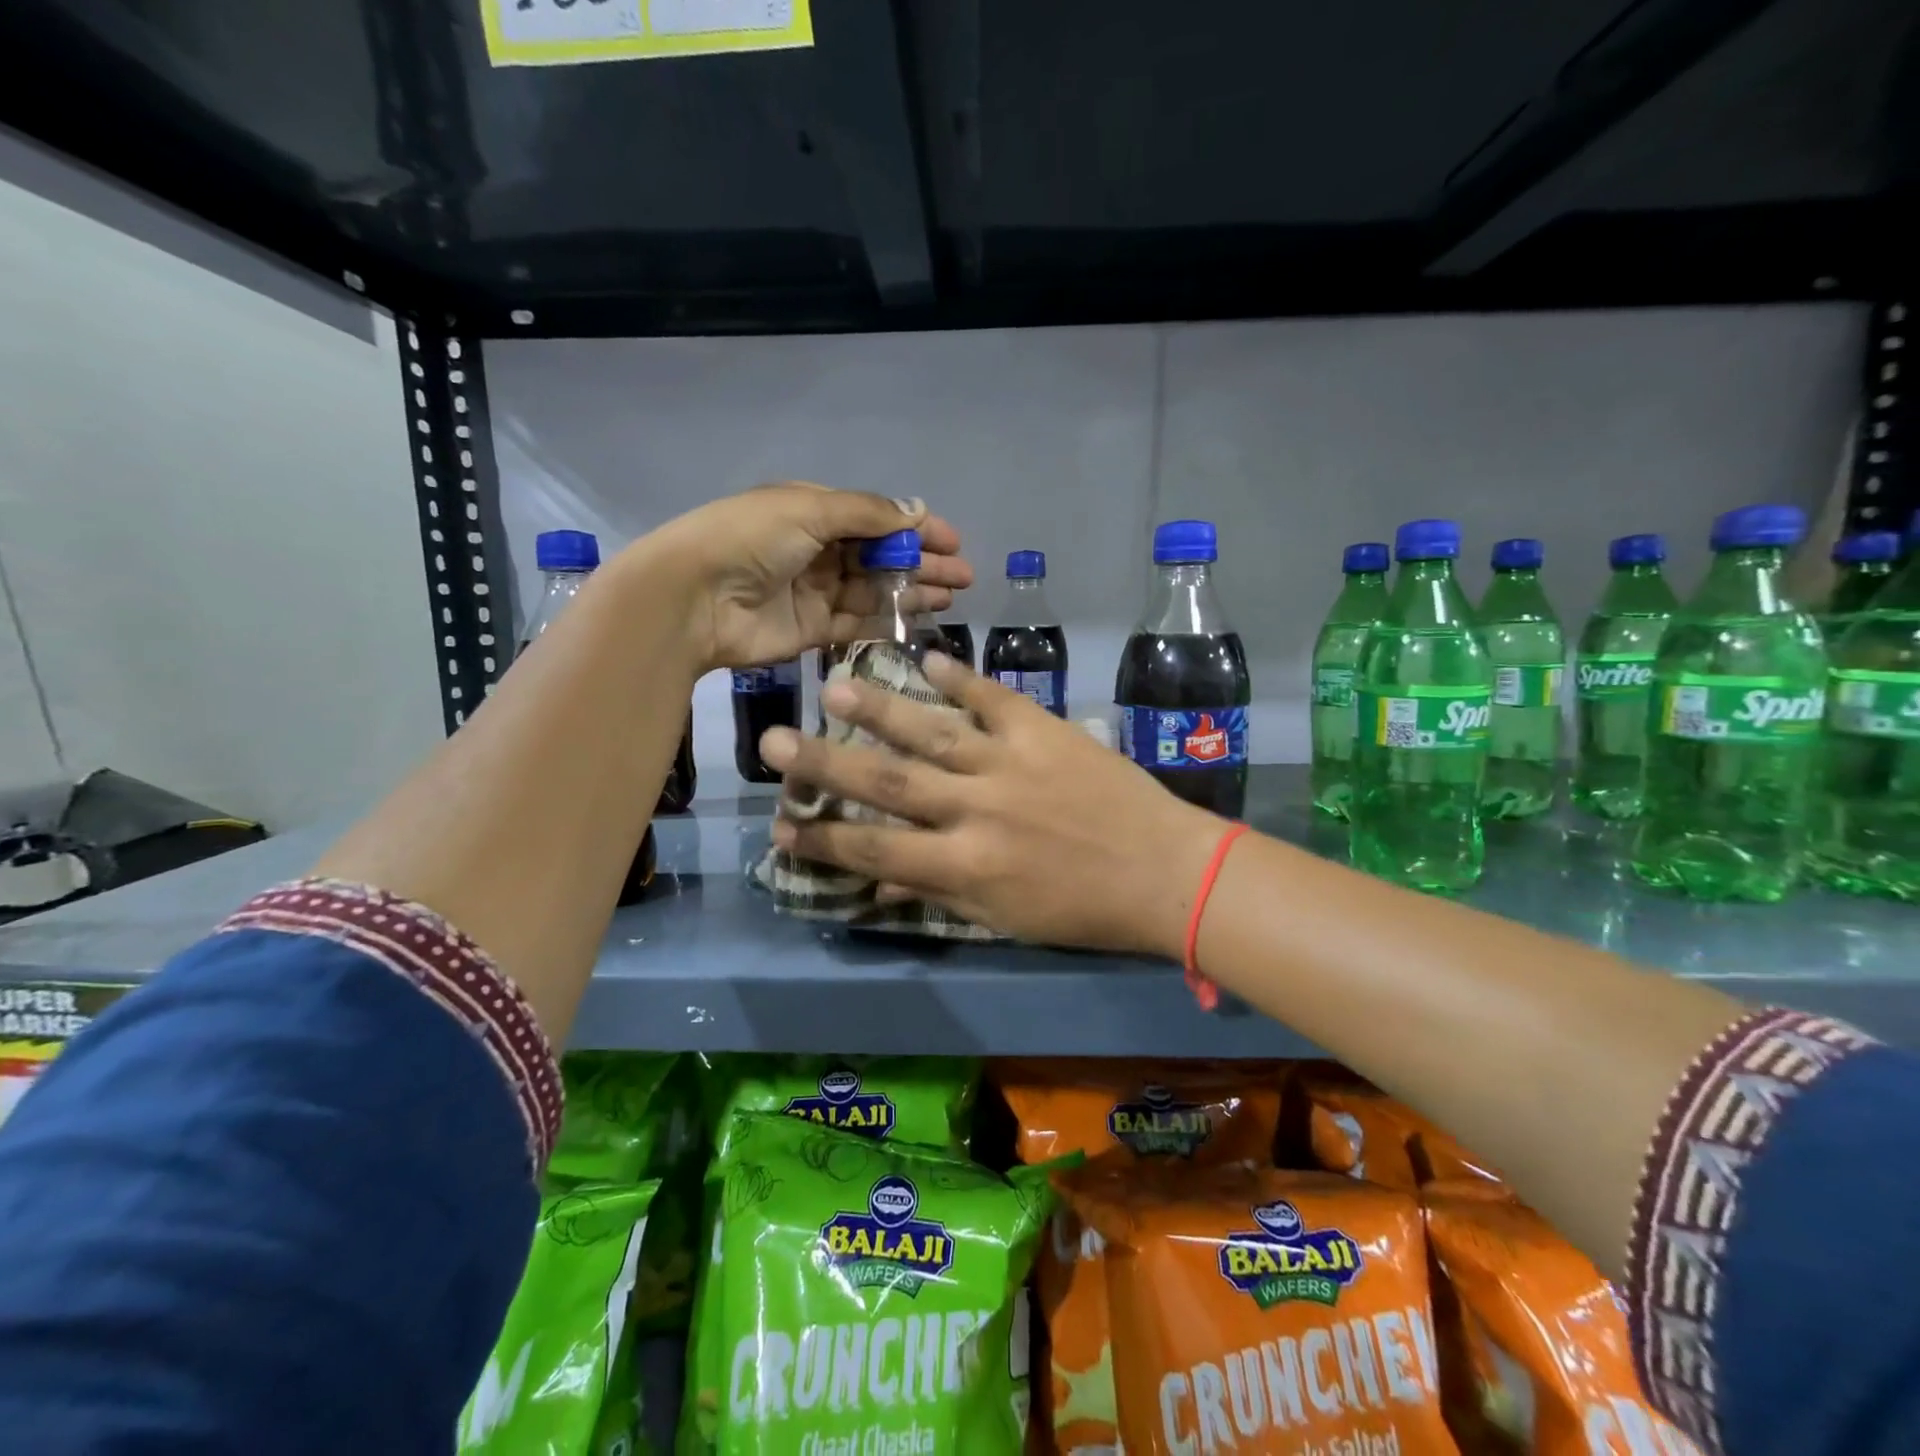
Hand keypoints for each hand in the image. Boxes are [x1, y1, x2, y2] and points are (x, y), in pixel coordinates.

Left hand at [638, 483, 970, 671]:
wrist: (695, 598)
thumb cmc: (750, 540)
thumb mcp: (809, 509)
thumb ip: (867, 514)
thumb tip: (917, 512)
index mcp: (813, 512)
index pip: (875, 519)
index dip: (915, 530)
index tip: (952, 542)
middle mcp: (817, 550)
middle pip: (880, 557)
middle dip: (922, 564)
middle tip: (963, 576)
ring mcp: (815, 593)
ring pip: (874, 591)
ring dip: (912, 592)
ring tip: (950, 596)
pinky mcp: (812, 630)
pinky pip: (857, 623)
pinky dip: (888, 620)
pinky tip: (919, 619)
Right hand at [759, 654, 1223, 956]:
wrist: (1166, 873)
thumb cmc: (1083, 910)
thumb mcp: (1004, 919)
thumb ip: (939, 895)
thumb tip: (879, 881)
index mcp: (965, 866)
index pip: (875, 850)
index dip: (823, 840)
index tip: (781, 827)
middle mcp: (975, 810)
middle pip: (887, 783)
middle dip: (825, 764)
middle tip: (773, 741)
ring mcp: (1010, 764)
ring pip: (931, 731)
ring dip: (880, 708)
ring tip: (836, 684)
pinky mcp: (1045, 731)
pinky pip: (995, 698)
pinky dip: (963, 678)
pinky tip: (932, 658)